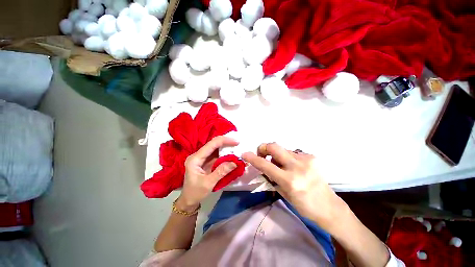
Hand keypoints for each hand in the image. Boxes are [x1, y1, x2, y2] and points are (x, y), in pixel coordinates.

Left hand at [176, 136, 238, 211]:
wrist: (188, 200)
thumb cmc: (195, 193)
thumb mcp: (208, 183)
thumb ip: (221, 172)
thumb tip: (236, 162)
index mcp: (195, 159)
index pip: (211, 144)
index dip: (224, 141)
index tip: (236, 142)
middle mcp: (198, 155)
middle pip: (213, 144)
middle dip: (226, 142)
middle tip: (238, 144)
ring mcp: (202, 158)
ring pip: (215, 148)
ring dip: (226, 147)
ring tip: (237, 147)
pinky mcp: (206, 162)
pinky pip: (216, 155)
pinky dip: (225, 154)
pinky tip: (231, 154)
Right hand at [242, 143, 348, 231]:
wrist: (329, 206)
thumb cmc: (304, 205)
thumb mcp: (283, 193)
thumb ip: (271, 177)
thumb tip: (262, 166)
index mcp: (290, 181)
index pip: (265, 165)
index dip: (253, 158)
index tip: (245, 154)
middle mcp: (298, 167)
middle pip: (274, 146)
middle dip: (264, 148)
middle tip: (262, 154)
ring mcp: (306, 159)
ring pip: (283, 149)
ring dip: (277, 155)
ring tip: (281, 165)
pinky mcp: (312, 156)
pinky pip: (292, 152)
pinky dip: (287, 157)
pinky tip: (293, 166)